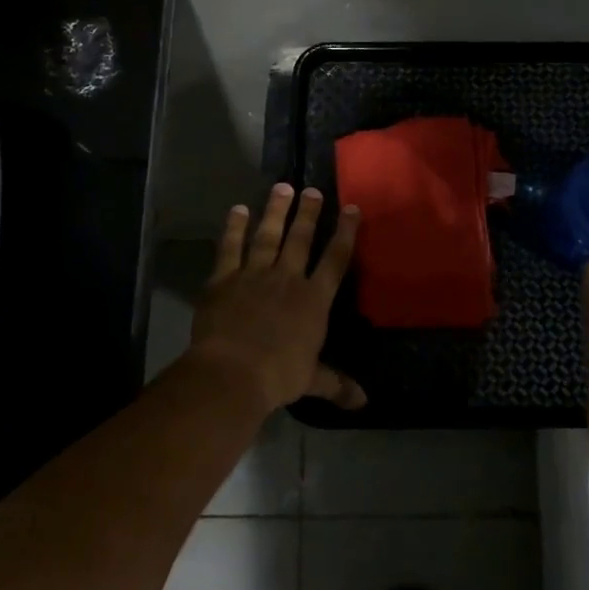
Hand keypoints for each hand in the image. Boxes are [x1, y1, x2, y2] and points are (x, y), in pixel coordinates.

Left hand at [190, 184, 364, 413]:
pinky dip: (234, 228)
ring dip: (275, 211)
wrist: (232, 373)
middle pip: (301, 238)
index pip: (336, 259)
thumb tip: (364, 402)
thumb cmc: (277, 376)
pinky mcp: (224, 279)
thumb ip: (336, 384)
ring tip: (282, 187)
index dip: (345, 232)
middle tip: (313, 190)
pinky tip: (237, 210)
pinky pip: (230, 247)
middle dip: (308, 213)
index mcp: (314, 300)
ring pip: (268, 235)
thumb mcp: (310, 380)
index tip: (352, 209)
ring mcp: (254, 275)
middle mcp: (287, 279)